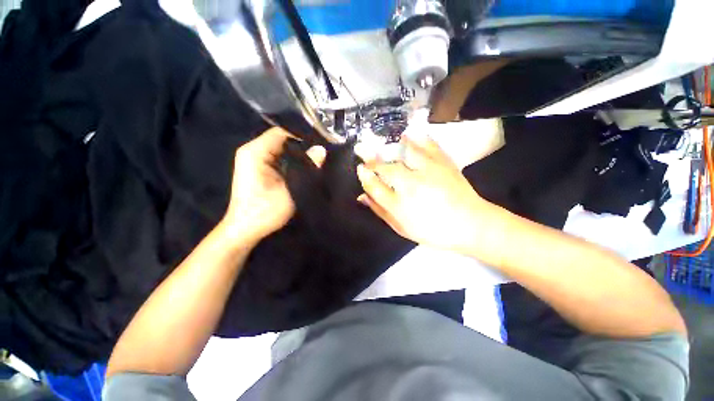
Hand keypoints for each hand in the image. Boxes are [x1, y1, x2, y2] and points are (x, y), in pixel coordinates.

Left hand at [221, 128, 325, 245]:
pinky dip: (292, 160)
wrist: (246, 229)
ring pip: (281, 149)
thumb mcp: (290, 189)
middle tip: (322, 149)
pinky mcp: (260, 169)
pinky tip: (305, 165)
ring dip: (298, 153)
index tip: (321, 139)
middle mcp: (253, 151)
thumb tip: (322, 150)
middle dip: (302, 144)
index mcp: (255, 152)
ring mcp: (255, 160)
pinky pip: (279, 158)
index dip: (301, 134)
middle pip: (281, 139)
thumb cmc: (265, 211)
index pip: (281, 132)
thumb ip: (306, 168)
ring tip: (318, 156)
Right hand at [355, 133, 501, 254]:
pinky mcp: (444, 163)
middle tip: (363, 150)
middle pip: (386, 168)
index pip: (374, 186)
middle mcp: (412, 186)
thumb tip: (363, 197)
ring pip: (405, 153)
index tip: (360, 168)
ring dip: (391, 145)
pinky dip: (418, 138)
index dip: (364, 175)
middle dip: (372, 159)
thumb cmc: (433, 230)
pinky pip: (429, 146)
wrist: (471, 225)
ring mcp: (429, 172)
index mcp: (400, 206)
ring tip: (381, 141)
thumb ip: (381, 211)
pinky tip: (411, 134)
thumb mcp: (402, 228)